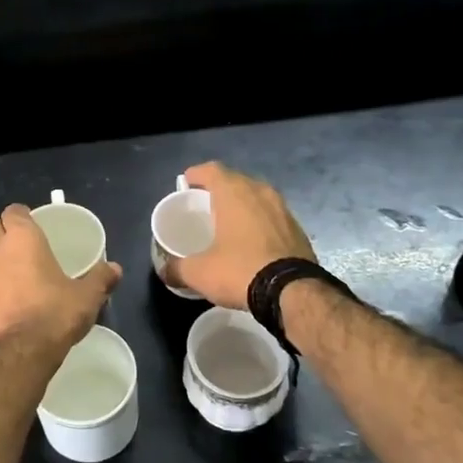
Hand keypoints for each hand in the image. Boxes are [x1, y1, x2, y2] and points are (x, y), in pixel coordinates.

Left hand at [0, 204, 122, 355]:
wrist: (18, 356)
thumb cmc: (55, 315)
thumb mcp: (87, 297)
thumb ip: (100, 278)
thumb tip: (114, 268)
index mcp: (22, 239)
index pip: (13, 211)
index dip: (21, 216)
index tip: (33, 226)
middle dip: (4, 236)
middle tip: (24, 252)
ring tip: (15, 284)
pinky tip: (3, 312)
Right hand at [166, 162, 315, 310]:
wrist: (294, 292)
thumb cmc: (240, 270)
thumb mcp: (199, 273)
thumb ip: (177, 268)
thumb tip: (164, 271)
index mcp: (234, 192)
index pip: (211, 169)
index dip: (196, 175)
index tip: (186, 185)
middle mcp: (260, 192)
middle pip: (235, 181)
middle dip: (218, 190)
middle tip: (205, 206)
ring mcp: (283, 209)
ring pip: (256, 197)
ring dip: (242, 206)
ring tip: (228, 223)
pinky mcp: (298, 228)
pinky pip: (272, 216)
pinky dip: (259, 222)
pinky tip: (252, 242)